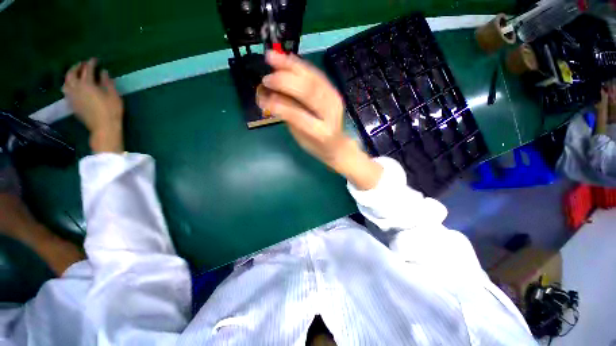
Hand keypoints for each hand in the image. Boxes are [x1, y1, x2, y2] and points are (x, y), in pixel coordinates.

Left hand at [62, 58, 123, 152]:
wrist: (103, 127)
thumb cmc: (111, 111)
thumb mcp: (113, 95)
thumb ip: (107, 82)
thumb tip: (103, 72)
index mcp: (87, 84)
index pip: (88, 69)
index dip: (91, 63)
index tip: (95, 60)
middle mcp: (76, 87)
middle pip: (72, 73)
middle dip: (77, 67)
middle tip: (82, 64)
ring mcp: (72, 96)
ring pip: (66, 81)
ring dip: (70, 75)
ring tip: (75, 74)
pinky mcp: (71, 103)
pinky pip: (66, 90)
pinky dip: (68, 84)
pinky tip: (72, 85)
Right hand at [257, 51, 382, 189]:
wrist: (338, 145)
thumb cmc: (317, 146)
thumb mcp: (301, 138)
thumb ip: (289, 118)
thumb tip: (272, 98)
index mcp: (322, 132)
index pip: (300, 116)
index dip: (281, 106)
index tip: (263, 99)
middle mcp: (331, 114)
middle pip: (309, 92)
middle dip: (285, 82)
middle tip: (267, 78)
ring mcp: (335, 100)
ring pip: (314, 79)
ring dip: (292, 67)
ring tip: (272, 57)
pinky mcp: (334, 92)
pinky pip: (317, 75)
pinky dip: (301, 66)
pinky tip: (287, 59)